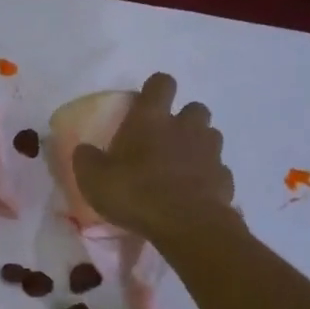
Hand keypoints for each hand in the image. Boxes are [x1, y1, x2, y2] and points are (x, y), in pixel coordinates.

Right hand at [71, 72, 235, 244]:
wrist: (186, 225)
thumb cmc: (135, 193)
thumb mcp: (93, 179)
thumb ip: (86, 160)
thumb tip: (84, 150)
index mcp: (151, 119)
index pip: (161, 83)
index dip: (155, 89)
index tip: (145, 105)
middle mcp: (185, 127)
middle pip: (194, 108)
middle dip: (183, 120)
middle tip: (165, 140)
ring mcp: (210, 151)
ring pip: (210, 136)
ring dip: (197, 146)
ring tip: (181, 167)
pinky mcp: (225, 177)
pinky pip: (217, 170)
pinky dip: (207, 177)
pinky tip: (194, 192)